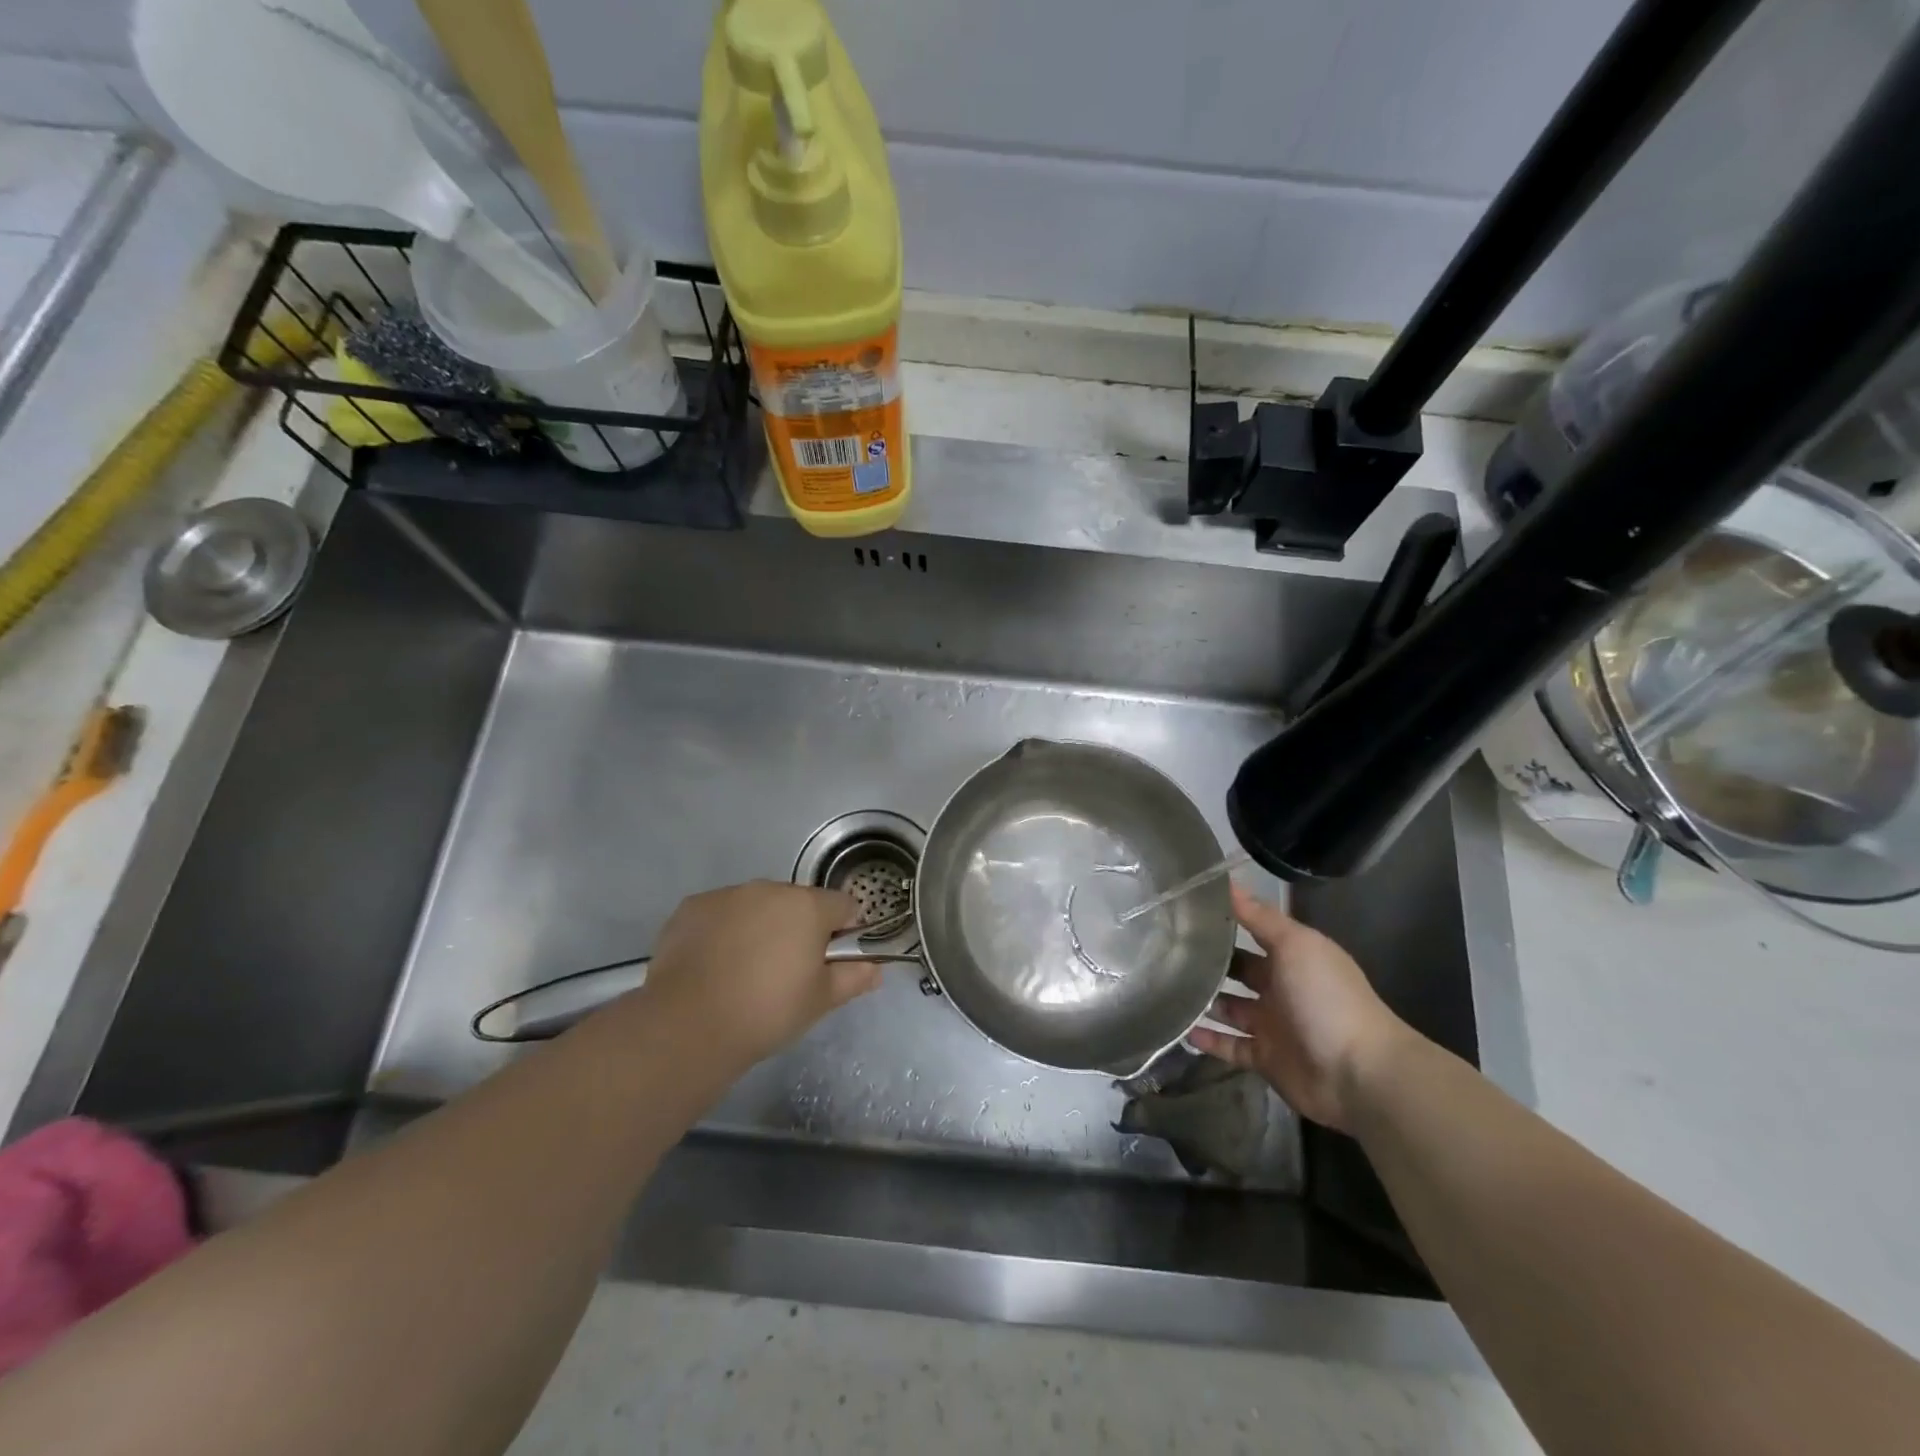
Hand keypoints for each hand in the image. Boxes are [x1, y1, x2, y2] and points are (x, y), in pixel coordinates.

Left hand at [636, 881, 879, 1068]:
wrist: (688, 1024)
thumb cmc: (767, 1011)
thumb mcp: (820, 1001)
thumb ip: (853, 978)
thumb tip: (875, 968)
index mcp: (808, 907)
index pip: (843, 905)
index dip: (844, 931)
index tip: (832, 959)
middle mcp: (770, 889)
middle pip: (798, 902)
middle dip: (799, 927)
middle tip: (788, 970)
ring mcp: (728, 895)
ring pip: (757, 905)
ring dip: (761, 926)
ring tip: (746, 969)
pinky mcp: (692, 907)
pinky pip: (721, 913)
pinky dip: (724, 930)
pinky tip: (714, 964)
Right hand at [1187, 881, 1413, 1130]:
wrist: (1358, 1074)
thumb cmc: (1326, 998)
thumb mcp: (1295, 945)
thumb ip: (1260, 916)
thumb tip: (1228, 882)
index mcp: (1292, 957)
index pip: (1252, 931)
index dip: (1225, 920)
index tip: (1185, 907)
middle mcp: (1281, 987)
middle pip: (1239, 970)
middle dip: (1209, 961)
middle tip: (1164, 948)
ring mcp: (1272, 1025)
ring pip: (1229, 1008)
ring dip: (1203, 1000)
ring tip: (1162, 986)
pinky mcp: (1264, 1058)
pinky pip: (1229, 1046)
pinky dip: (1207, 1039)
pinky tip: (1180, 1028)